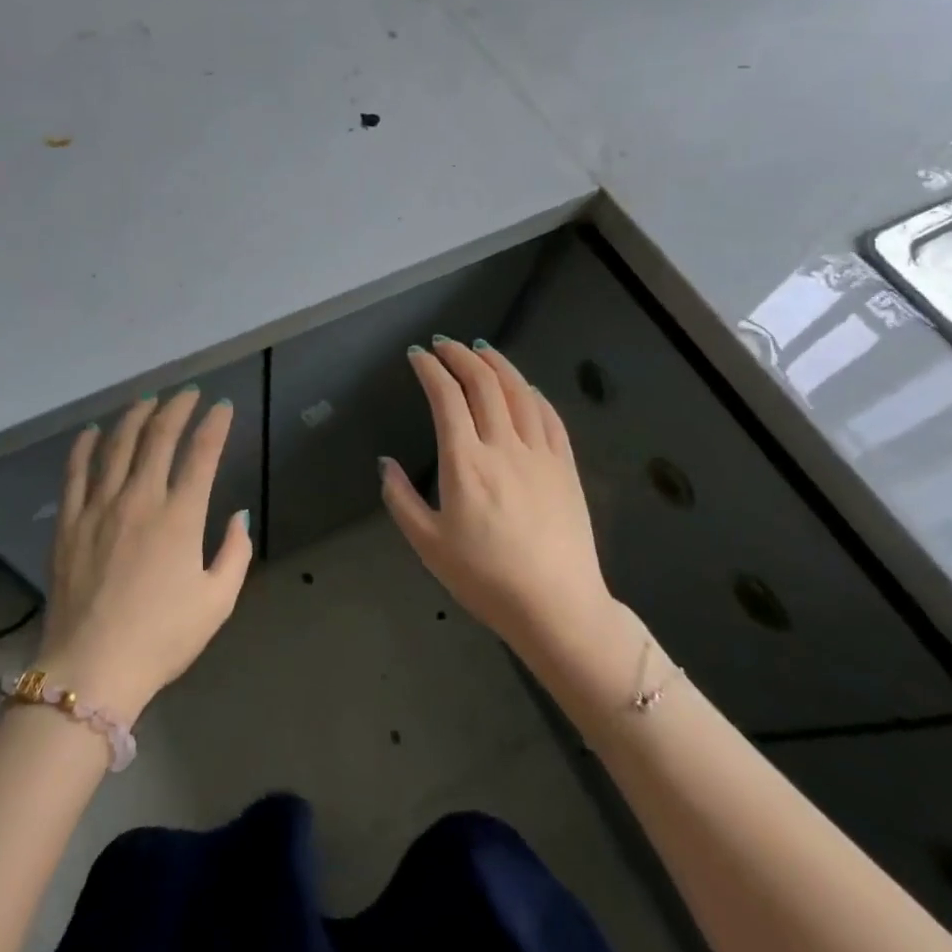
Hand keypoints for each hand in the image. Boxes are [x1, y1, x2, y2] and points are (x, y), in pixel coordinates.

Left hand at [37, 389, 252, 721]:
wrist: (92, 670)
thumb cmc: (161, 639)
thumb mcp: (217, 602)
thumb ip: (235, 553)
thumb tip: (239, 514)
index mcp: (180, 517)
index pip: (202, 454)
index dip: (214, 425)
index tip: (222, 407)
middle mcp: (140, 499)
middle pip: (159, 437)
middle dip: (177, 408)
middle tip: (187, 394)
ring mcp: (99, 506)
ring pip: (117, 444)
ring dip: (135, 416)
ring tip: (147, 400)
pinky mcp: (70, 521)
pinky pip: (75, 471)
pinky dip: (85, 445)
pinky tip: (93, 431)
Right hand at [381, 339, 628, 675]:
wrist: (557, 608)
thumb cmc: (486, 579)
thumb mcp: (428, 545)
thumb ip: (400, 499)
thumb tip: (385, 463)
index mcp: (465, 463)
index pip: (446, 398)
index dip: (430, 369)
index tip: (417, 355)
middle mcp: (503, 447)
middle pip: (483, 384)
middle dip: (460, 356)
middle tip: (444, 343)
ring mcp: (540, 455)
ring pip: (519, 392)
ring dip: (497, 364)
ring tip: (481, 350)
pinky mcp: (566, 468)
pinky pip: (550, 417)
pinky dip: (533, 393)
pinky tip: (524, 387)